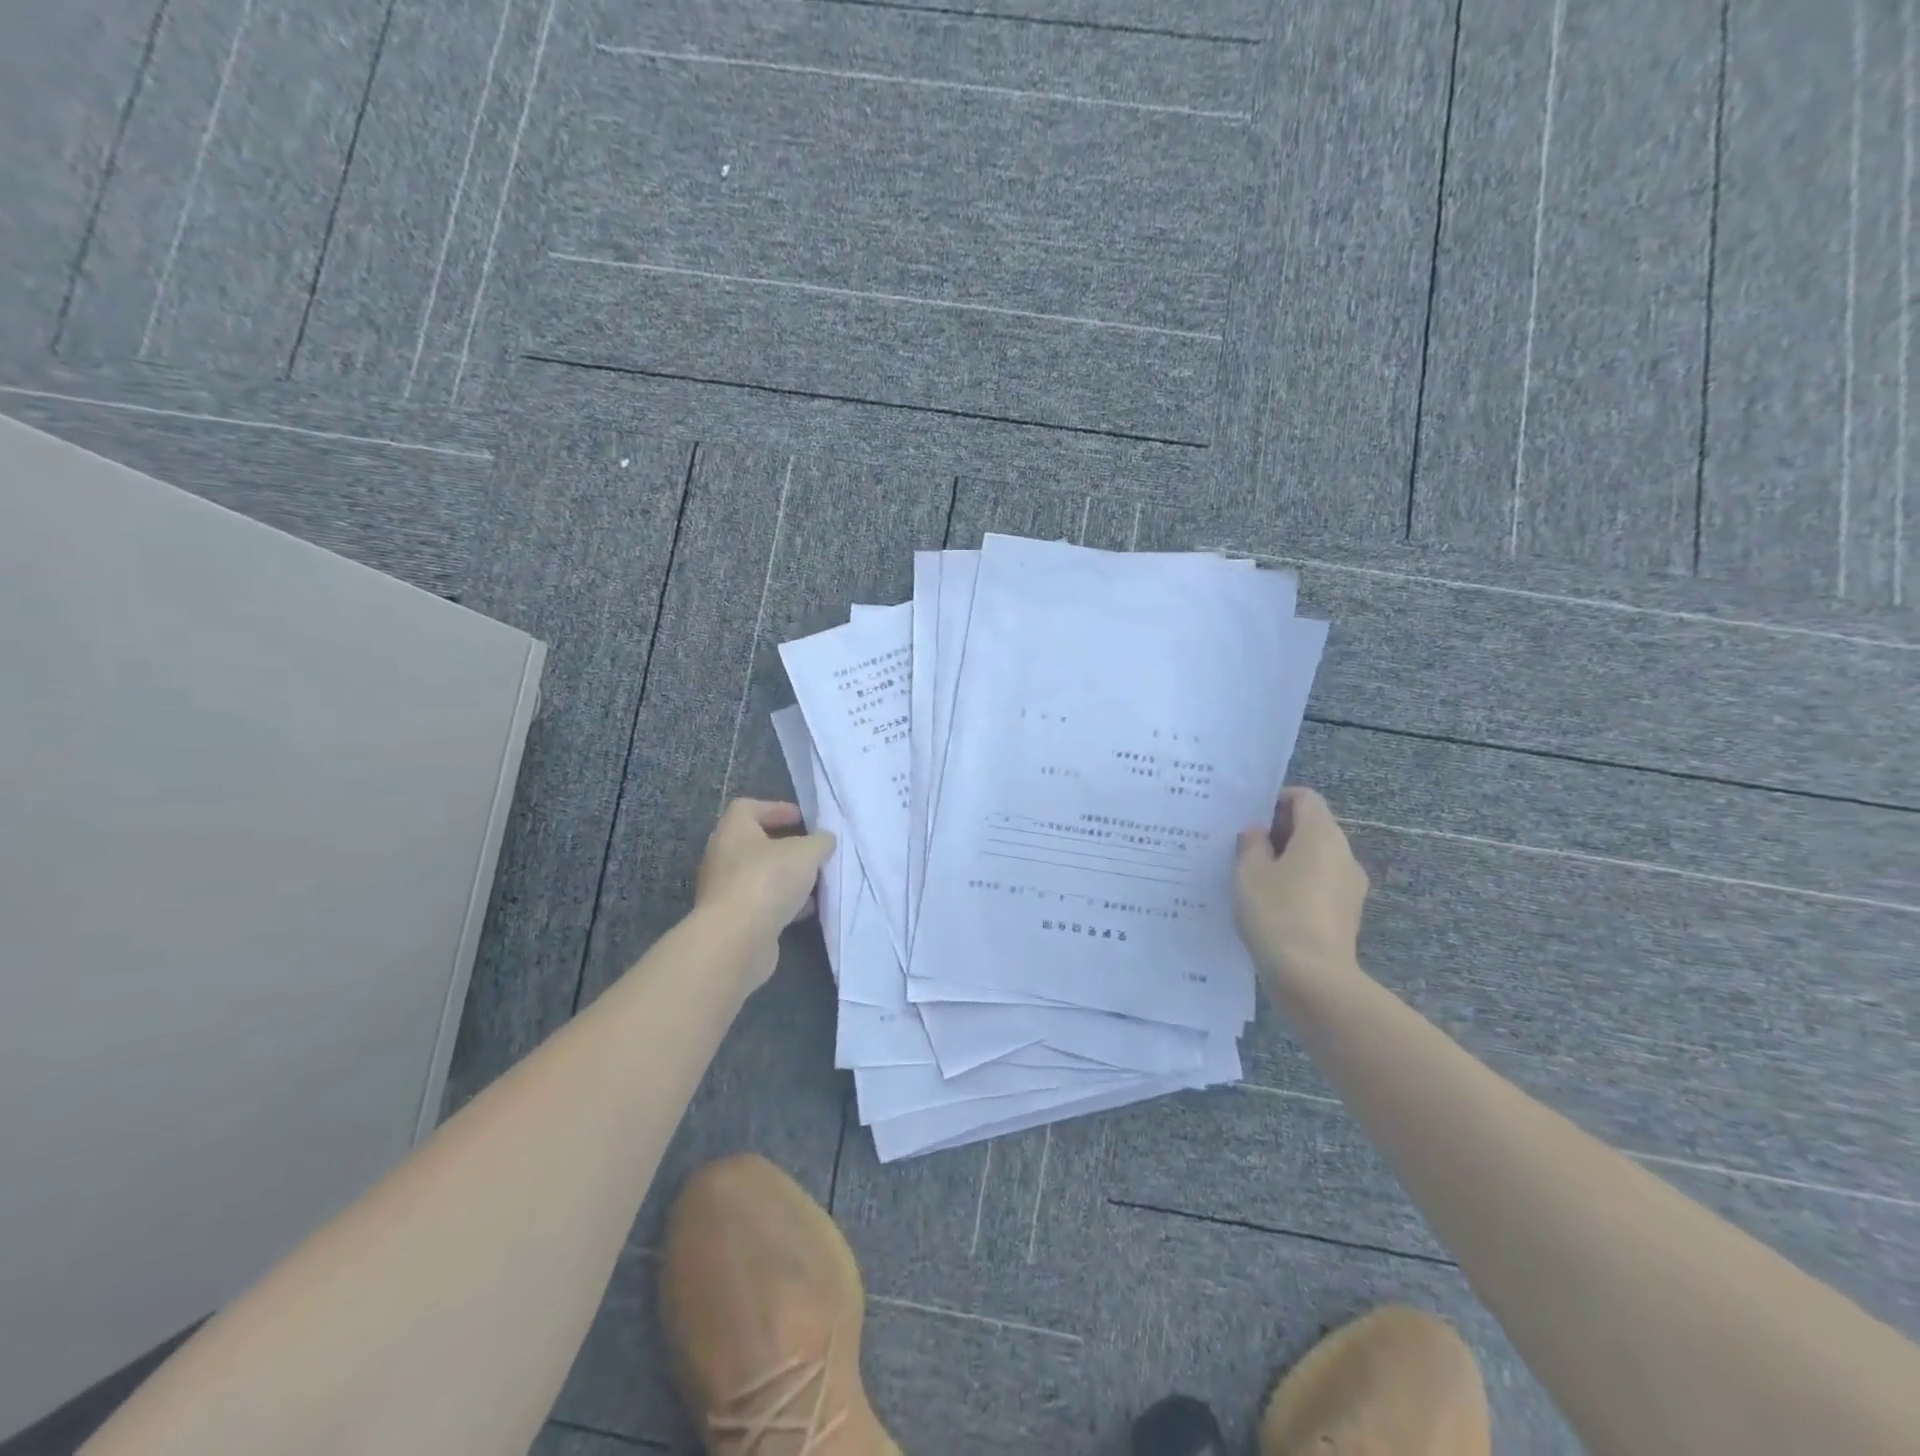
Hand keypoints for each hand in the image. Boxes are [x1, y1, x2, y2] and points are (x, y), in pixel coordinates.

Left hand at [695, 799, 834, 988]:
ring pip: (761, 876)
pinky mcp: (732, 919)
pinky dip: (783, 903)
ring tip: (817, 882)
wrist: (736, 939)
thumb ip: (820, 841)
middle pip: (757, 843)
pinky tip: (807, 910)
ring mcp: (725, 890)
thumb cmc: (768, 880)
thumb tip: (824, 840)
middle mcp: (723, 857)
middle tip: (814, 851)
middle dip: (788, 847)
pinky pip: (761, 903)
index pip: (749, 807)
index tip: (803, 819)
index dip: (777, 808)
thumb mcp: (806, 852)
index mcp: (733, 831)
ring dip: (788, 878)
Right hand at [1234, 787, 1369, 1002]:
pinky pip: (1321, 883)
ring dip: (1289, 858)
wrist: (1312, 978)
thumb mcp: (1249, 873)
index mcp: (1321, 836)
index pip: (1305, 798)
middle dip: (1281, 830)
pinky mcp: (1347, 913)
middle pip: (1314, 826)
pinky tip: (1272, 903)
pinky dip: (1299, 882)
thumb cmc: (1276, 914)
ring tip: (1255, 877)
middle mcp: (1343, 854)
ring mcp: (1350, 885)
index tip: (1250, 817)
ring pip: (1318, 857)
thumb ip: (1251, 844)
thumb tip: (1258, 833)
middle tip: (1245, 846)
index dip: (1277, 800)